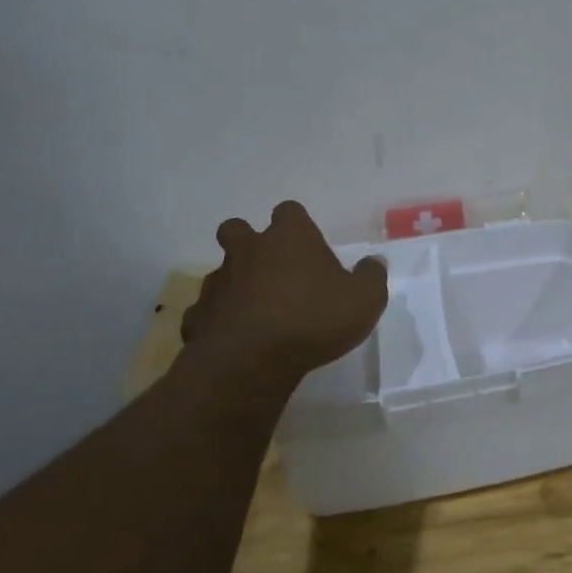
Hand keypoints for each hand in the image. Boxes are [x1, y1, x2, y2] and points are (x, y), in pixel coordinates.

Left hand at [180, 201, 387, 384]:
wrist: (250, 361)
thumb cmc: (314, 319)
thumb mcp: (365, 300)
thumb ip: (371, 277)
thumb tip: (374, 262)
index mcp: (290, 238)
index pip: (289, 211)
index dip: (297, 225)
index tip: (307, 244)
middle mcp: (249, 250)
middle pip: (237, 229)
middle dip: (249, 242)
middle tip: (271, 267)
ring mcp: (218, 282)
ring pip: (221, 272)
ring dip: (235, 284)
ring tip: (257, 311)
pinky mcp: (198, 315)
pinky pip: (208, 311)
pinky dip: (220, 320)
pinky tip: (237, 339)